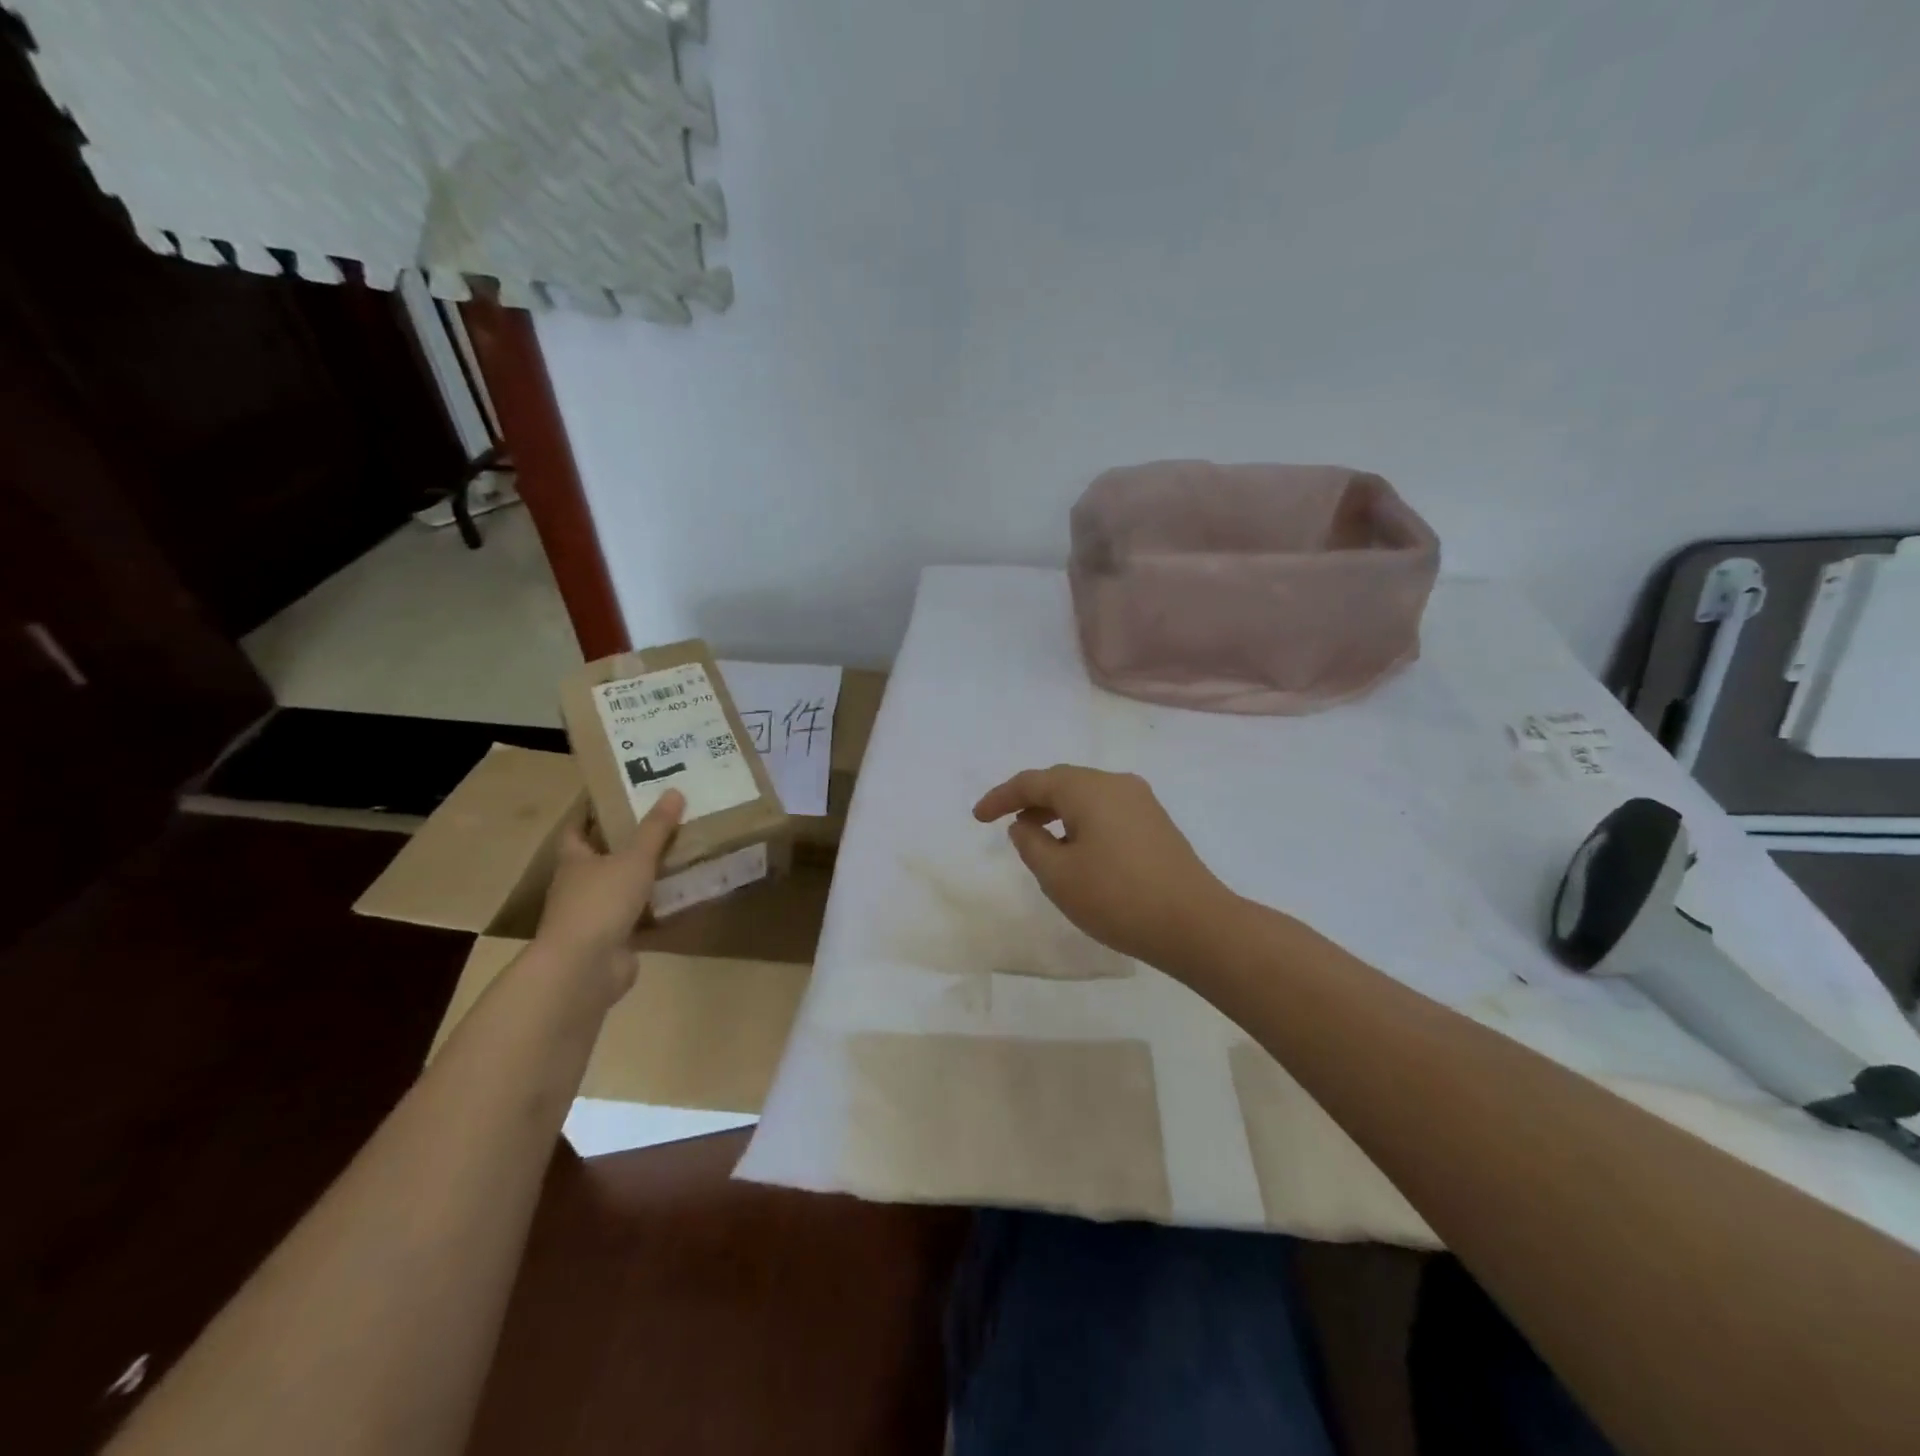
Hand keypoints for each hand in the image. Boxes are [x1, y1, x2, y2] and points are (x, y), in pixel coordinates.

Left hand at [533, 790, 683, 1004]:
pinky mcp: (612, 942)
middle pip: (601, 859)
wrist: (584, 969)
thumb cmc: (601, 902)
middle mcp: (578, 887)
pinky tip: (684, 901)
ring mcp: (593, 917)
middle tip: (663, 823)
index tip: (617, 795)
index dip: (592, 812)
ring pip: (622, 890)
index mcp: (574, 861)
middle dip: (627, 844)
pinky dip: (658, 912)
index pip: (577, 829)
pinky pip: (639, 920)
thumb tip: (674, 791)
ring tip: (680, 857)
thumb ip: (655, 828)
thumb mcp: (634, 858)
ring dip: (645, 878)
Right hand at [973, 766, 1236, 973]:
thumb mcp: (1058, 876)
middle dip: (1029, 800)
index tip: (977, 817)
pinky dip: (1081, 821)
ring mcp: (1142, 802)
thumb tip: (1024, 825)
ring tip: (1036, 839)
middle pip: (1062, 782)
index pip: (1033, 782)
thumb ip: (1031, 844)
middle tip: (1003, 823)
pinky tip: (1076, 849)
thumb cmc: (1117, 898)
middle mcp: (1116, 784)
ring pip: (1086, 796)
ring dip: (1056, 811)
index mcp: (1089, 789)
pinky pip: (1106, 811)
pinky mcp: (1156, 824)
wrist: (1195, 924)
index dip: (1000, 797)